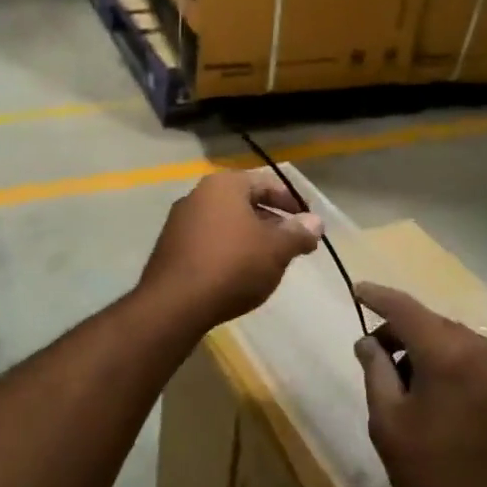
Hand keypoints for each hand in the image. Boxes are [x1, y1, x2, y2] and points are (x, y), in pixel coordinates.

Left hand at [138, 168, 322, 335]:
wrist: (175, 304)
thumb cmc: (233, 265)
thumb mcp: (276, 249)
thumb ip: (298, 233)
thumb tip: (316, 222)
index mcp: (224, 185)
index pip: (266, 183)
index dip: (291, 202)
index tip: (308, 223)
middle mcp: (198, 195)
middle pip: (245, 202)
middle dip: (272, 221)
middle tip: (293, 244)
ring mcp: (180, 221)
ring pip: (226, 223)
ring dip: (251, 237)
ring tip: (270, 261)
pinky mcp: (171, 247)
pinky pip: (209, 240)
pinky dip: (229, 250)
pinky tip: (239, 273)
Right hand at [355, 282, 486, 486]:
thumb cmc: (431, 475)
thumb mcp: (388, 421)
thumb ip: (376, 371)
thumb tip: (368, 342)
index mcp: (449, 353)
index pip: (406, 308)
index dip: (378, 296)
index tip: (357, 289)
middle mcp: (484, 350)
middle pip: (433, 323)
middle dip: (401, 330)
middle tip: (375, 354)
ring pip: (456, 342)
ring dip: (428, 349)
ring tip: (406, 382)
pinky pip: (477, 362)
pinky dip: (452, 365)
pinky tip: (438, 396)